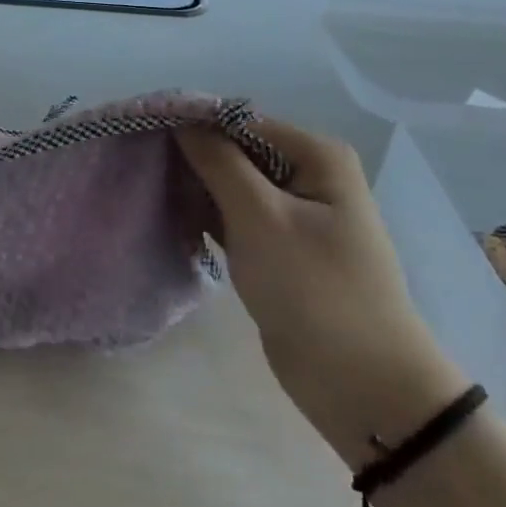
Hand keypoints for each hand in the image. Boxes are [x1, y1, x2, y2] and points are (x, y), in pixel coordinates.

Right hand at [178, 119, 468, 459]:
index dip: (192, 125)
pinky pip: (236, 217)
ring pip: (231, 185)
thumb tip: (182, 119)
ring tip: (152, 196)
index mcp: (315, 156)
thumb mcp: (260, 217)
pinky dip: (208, 218)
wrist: (362, 388)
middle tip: (143, 171)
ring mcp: (295, 214)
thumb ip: (218, 161)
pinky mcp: (281, 248)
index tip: (144, 136)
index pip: (239, 121)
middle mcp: (308, 175)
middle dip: (192, 160)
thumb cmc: (314, 290)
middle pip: (235, 150)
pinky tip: (174, 223)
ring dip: (196, 190)